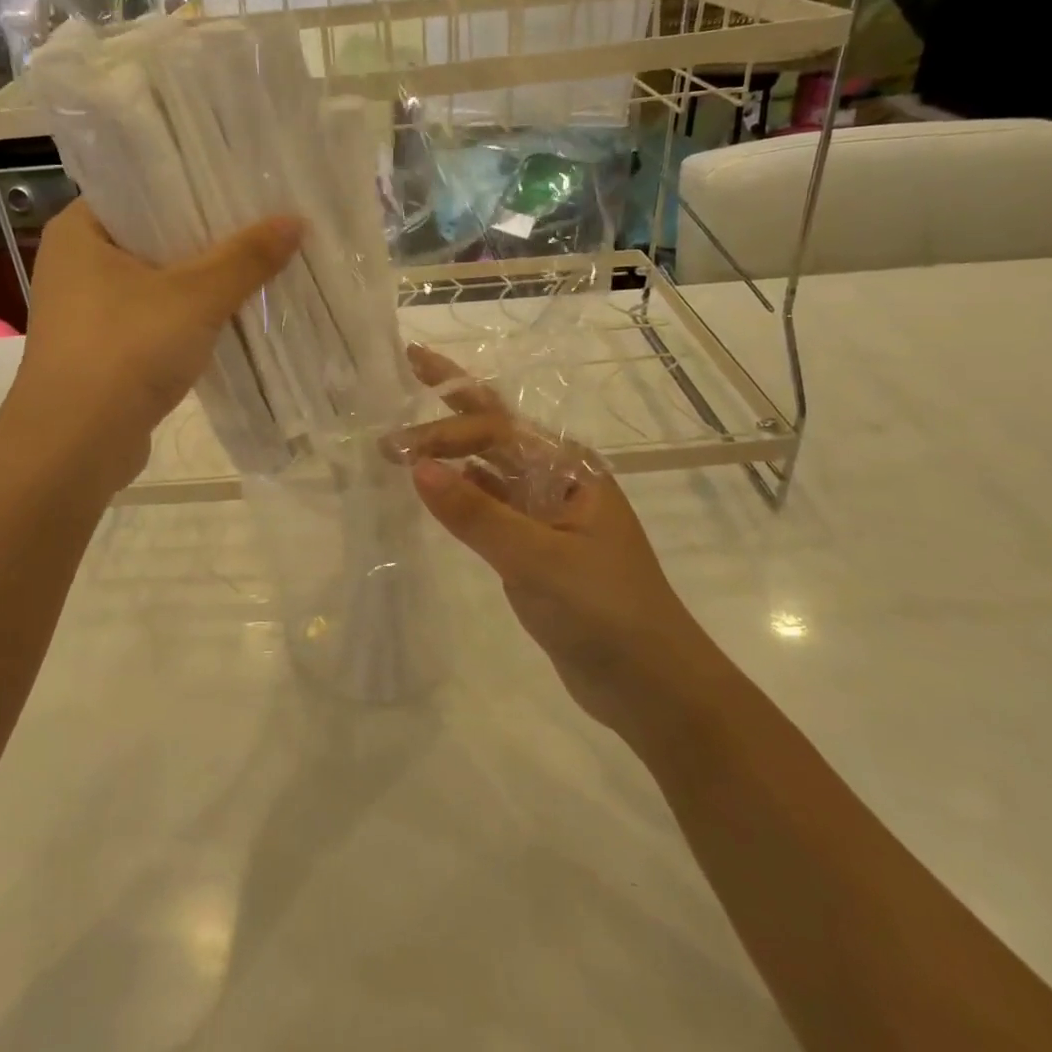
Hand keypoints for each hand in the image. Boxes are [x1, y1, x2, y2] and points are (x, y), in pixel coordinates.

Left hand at [10, 200, 302, 492]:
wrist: (76, 445)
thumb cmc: (126, 350)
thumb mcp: (195, 297)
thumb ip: (245, 258)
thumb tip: (295, 221)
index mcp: (79, 231)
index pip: (140, 189)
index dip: (192, 186)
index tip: (242, 185)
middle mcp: (76, 265)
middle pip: (154, 236)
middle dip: (208, 237)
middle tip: (263, 221)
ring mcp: (88, 313)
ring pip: (157, 283)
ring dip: (202, 281)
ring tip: (259, 263)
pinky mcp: (104, 352)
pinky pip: (155, 320)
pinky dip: (189, 318)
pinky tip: (233, 315)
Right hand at [385, 345, 691, 731]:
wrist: (653, 688)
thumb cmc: (606, 612)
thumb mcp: (539, 560)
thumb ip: (476, 513)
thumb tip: (416, 467)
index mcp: (569, 467)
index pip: (496, 430)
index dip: (445, 432)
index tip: (398, 450)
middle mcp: (557, 479)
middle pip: (496, 429)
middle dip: (453, 399)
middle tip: (410, 364)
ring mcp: (545, 514)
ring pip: (489, 467)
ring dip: (451, 449)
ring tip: (405, 437)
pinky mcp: (534, 548)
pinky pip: (490, 505)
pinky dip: (460, 492)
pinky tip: (433, 487)